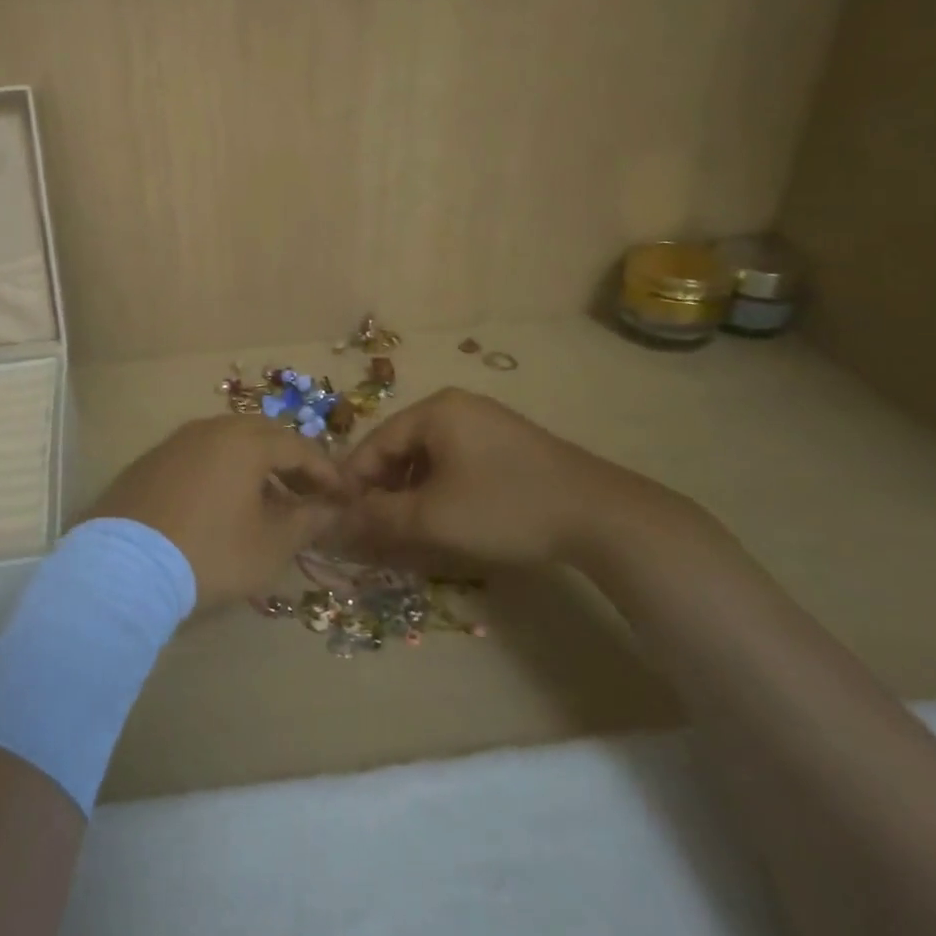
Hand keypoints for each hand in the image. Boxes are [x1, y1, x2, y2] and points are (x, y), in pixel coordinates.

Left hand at [91, 416, 350, 606]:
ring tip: (267, 502)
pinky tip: (222, 503)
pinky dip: (222, 471)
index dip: (325, 471)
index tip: (342, 496)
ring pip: (228, 443)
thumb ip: (307, 521)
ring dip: (255, 466)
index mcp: (244, 441)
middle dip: (290, 462)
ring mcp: (175, 442)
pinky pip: (199, 455)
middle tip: (307, 494)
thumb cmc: (210, 553)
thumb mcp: (270, 545)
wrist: (124, 568)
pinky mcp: (149, 462)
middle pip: (262, 435)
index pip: (297, 446)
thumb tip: (330, 509)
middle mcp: (209, 429)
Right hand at [341, 388, 699, 568]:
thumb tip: (336, 522)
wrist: (600, 515)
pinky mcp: (508, 444)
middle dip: (382, 490)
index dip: (352, 483)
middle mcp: (456, 406)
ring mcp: (486, 423)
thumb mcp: (432, 517)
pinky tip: (443, 518)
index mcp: (434, 410)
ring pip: (428, 458)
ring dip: (410, 493)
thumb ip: (378, 517)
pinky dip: (439, 490)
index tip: (338, 519)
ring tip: (405, 529)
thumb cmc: (504, 507)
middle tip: (371, 529)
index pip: (374, 443)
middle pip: (400, 448)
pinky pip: (455, 462)